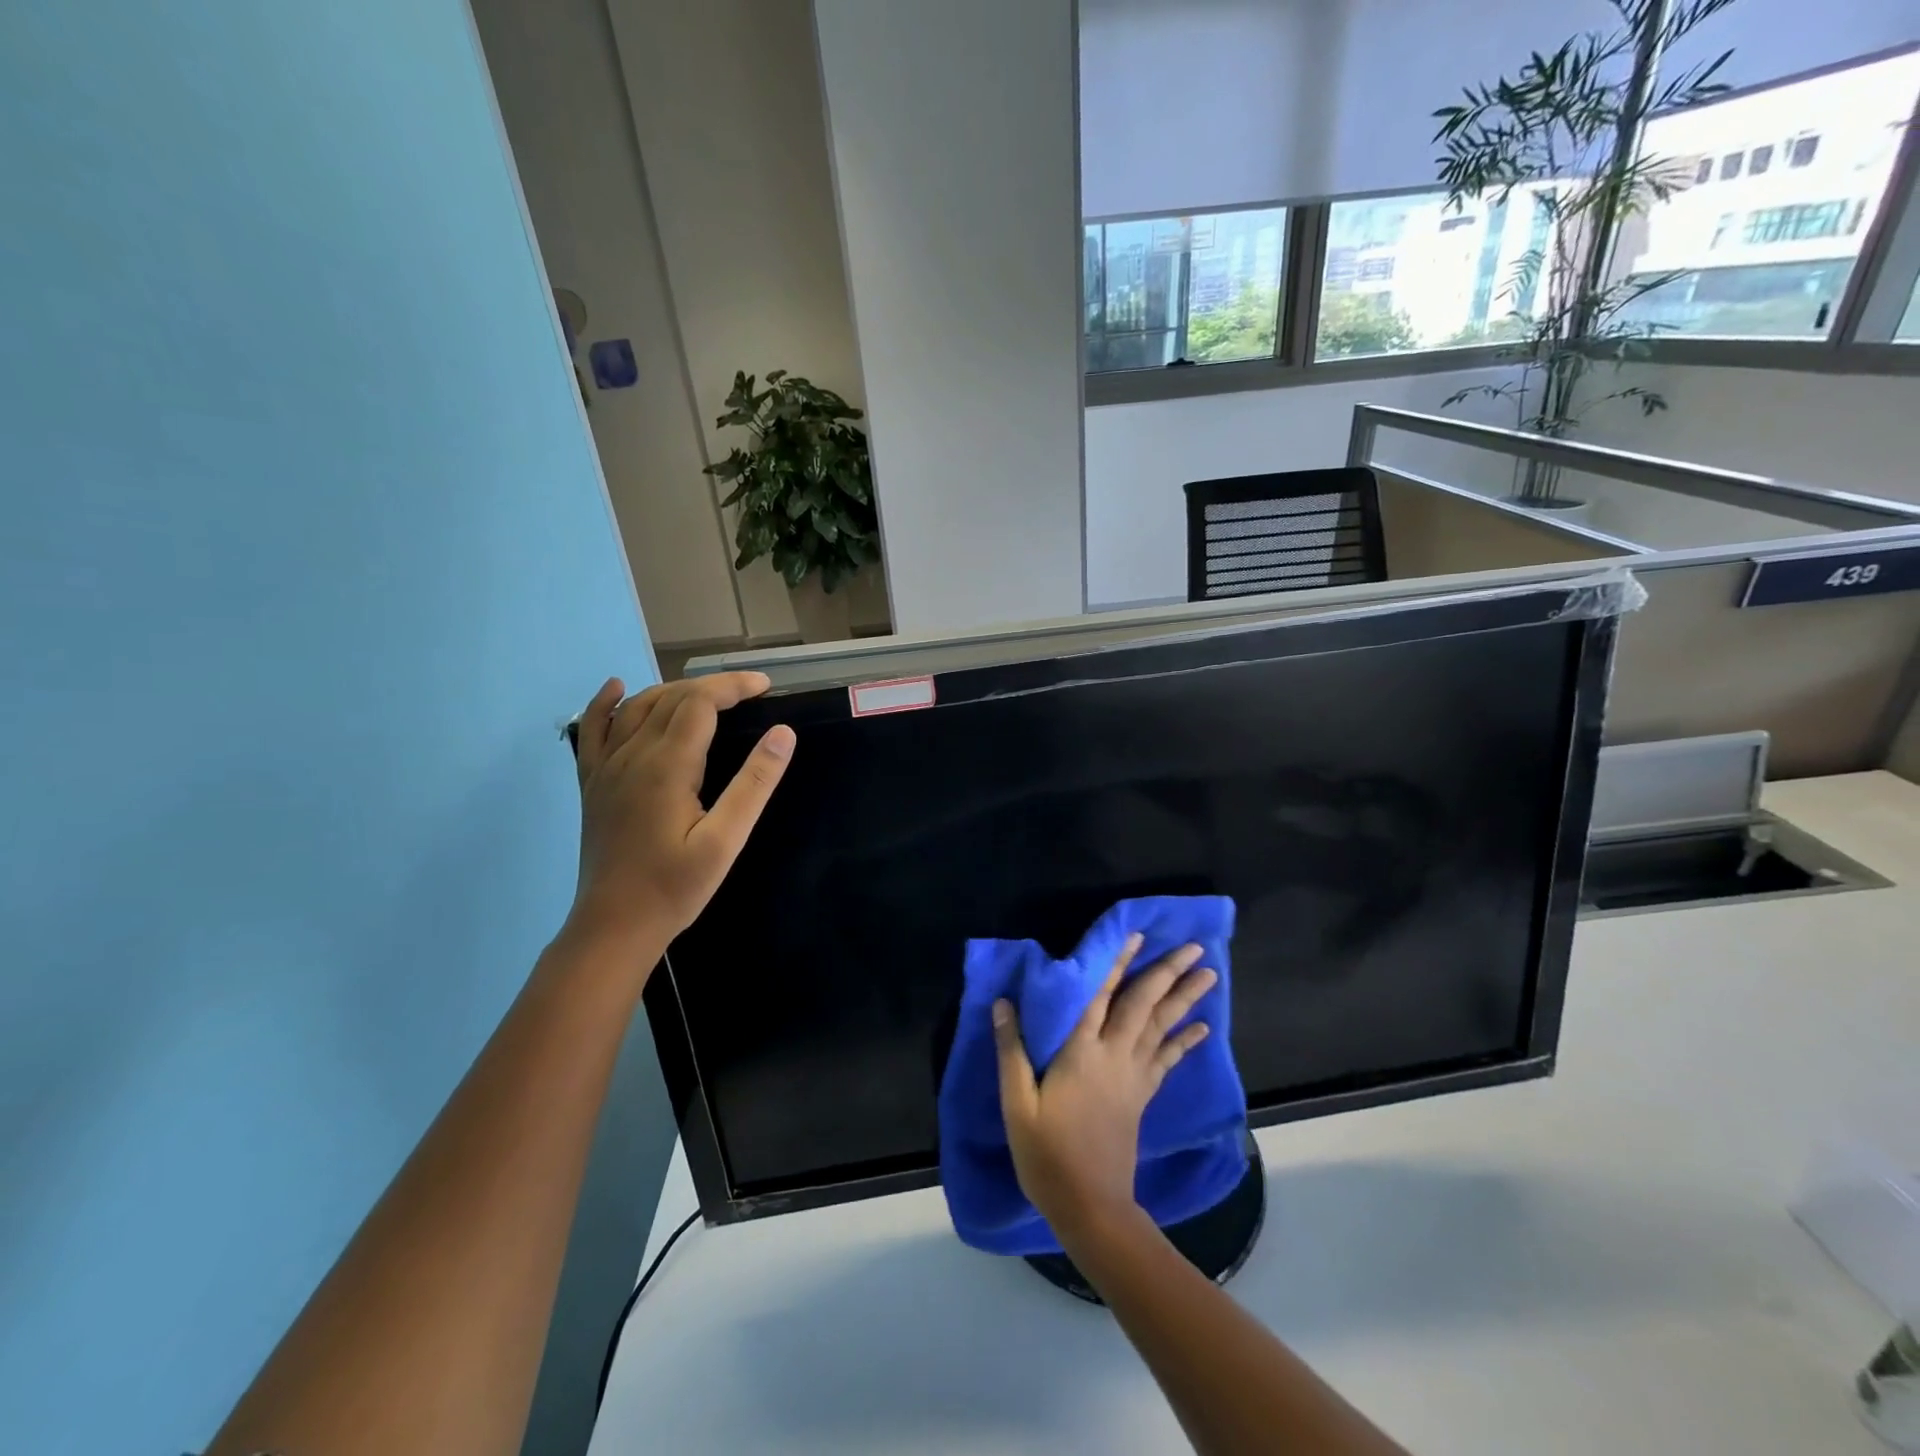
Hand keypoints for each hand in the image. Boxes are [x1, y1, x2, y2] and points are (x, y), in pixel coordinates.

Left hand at [567, 672, 794, 952]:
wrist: (614, 926)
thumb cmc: (675, 887)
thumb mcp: (726, 841)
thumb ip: (754, 784)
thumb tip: (783, 733)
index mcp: (666, 766)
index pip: (700, 702)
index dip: (733, 686)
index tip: (765, 686)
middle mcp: (631, 755)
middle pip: (670, 698)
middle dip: (711, 686)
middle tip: (749, 693)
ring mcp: (606, 768)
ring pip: (636, 707)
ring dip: (673, 690)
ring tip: (707, 695)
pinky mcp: (593, 784)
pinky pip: (593, 730)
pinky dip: (605, 703)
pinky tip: (616, 688)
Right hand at [993, 934, 1217, 1239]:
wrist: (1090, 1206)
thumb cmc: (1047, 1154)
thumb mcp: (1018, 1104)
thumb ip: (1011, 1051)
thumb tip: (1003, 1003)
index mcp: (1081, 1053)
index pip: (1101, 997)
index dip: (1118, 964)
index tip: (1138, 935)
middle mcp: (1113, 1056)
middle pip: (1143, 1006)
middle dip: (1168, 973)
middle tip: (1195, 948)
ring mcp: (1133, 1077)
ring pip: (1162, 1027)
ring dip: (1185, 998)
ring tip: (1208, 974)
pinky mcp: (1142, 1096)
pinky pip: (1167, 1059)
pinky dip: (1184, 1040)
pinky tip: (1201, 1026)